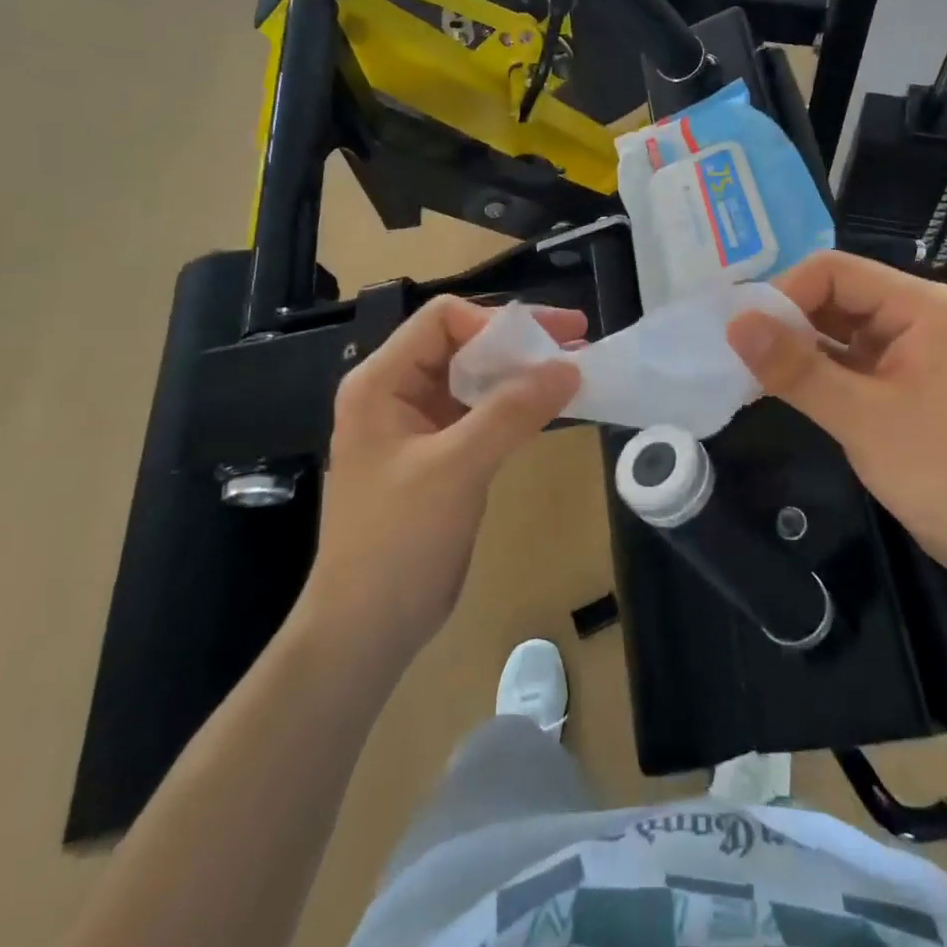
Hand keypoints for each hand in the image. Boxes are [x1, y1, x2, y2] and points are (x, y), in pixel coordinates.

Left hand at [300, 296, 582, 659]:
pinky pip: (481, 414)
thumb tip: (569, 367)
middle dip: (519, 344)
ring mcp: (418, 425)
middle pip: (463, 343)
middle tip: (578, 345)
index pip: (443, 319)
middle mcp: (397, 392)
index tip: (551, 343)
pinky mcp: (439, 455)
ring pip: (476, 379)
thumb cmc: (398, 540)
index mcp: (383, 381)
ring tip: (574, 374)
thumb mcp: (457, 468)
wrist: (367, 627)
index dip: (497, 323)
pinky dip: (516, 407)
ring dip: (522, 374)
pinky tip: (551, 410)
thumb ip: (512, 412)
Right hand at [726, 252, 946, 598]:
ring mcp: (908, 347)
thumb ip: (795, 368)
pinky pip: (845, 357)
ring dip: (795, 344)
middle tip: (736, 350)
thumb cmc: (941, 472)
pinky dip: (812, 368)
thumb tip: (734, 322)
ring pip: (836, 326)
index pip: (835, 271)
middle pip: (835, 293)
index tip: (743, 333)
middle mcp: (915, 313)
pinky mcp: (899, 379)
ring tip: (746, 367)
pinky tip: (776, 384)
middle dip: (785, 318)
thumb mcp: (861, 417)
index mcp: (920, 305)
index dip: (784, 293)